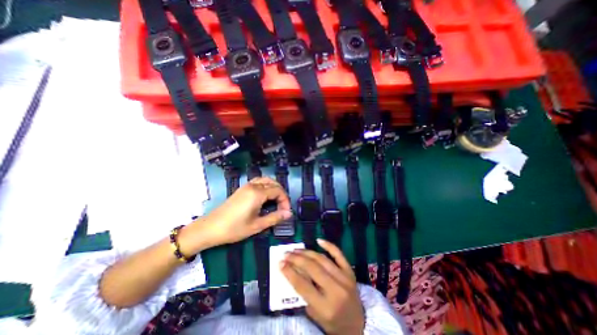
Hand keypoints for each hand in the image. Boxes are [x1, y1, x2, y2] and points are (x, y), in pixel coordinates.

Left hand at [183, 177, 292, 252]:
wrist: (209, 228)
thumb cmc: (234, 229)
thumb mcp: (257, 225)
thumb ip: (275, 218)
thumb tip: (289, 214)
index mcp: (257, 193)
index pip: (278, 191)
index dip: (285, 201)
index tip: (286, 212)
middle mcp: (253, 186)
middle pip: (273, 183)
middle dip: (281, 194)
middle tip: (282, 207)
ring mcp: (246, 186)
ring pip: (266, 180)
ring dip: (274, 188)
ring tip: (276, 201)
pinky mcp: (242, 189)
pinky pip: (258, 182)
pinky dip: (266, 186)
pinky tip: (265, 197)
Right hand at [283, 239, 365, 332]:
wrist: (358, 324)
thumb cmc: (333, 323)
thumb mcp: (315, 315)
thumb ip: (304, 294)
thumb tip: (293, 271)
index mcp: (326, 307)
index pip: (303, 286)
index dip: (289, 273)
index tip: (280, 263)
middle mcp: (336, 290)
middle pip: (312, 268)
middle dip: (296, 259)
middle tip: (286, 254)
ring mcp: (344, 278)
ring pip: (322, 259)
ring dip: (307, 252)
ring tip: (295, 249)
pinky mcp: (350, 271)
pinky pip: (338, 254)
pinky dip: (328, 245)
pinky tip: (318, 240)